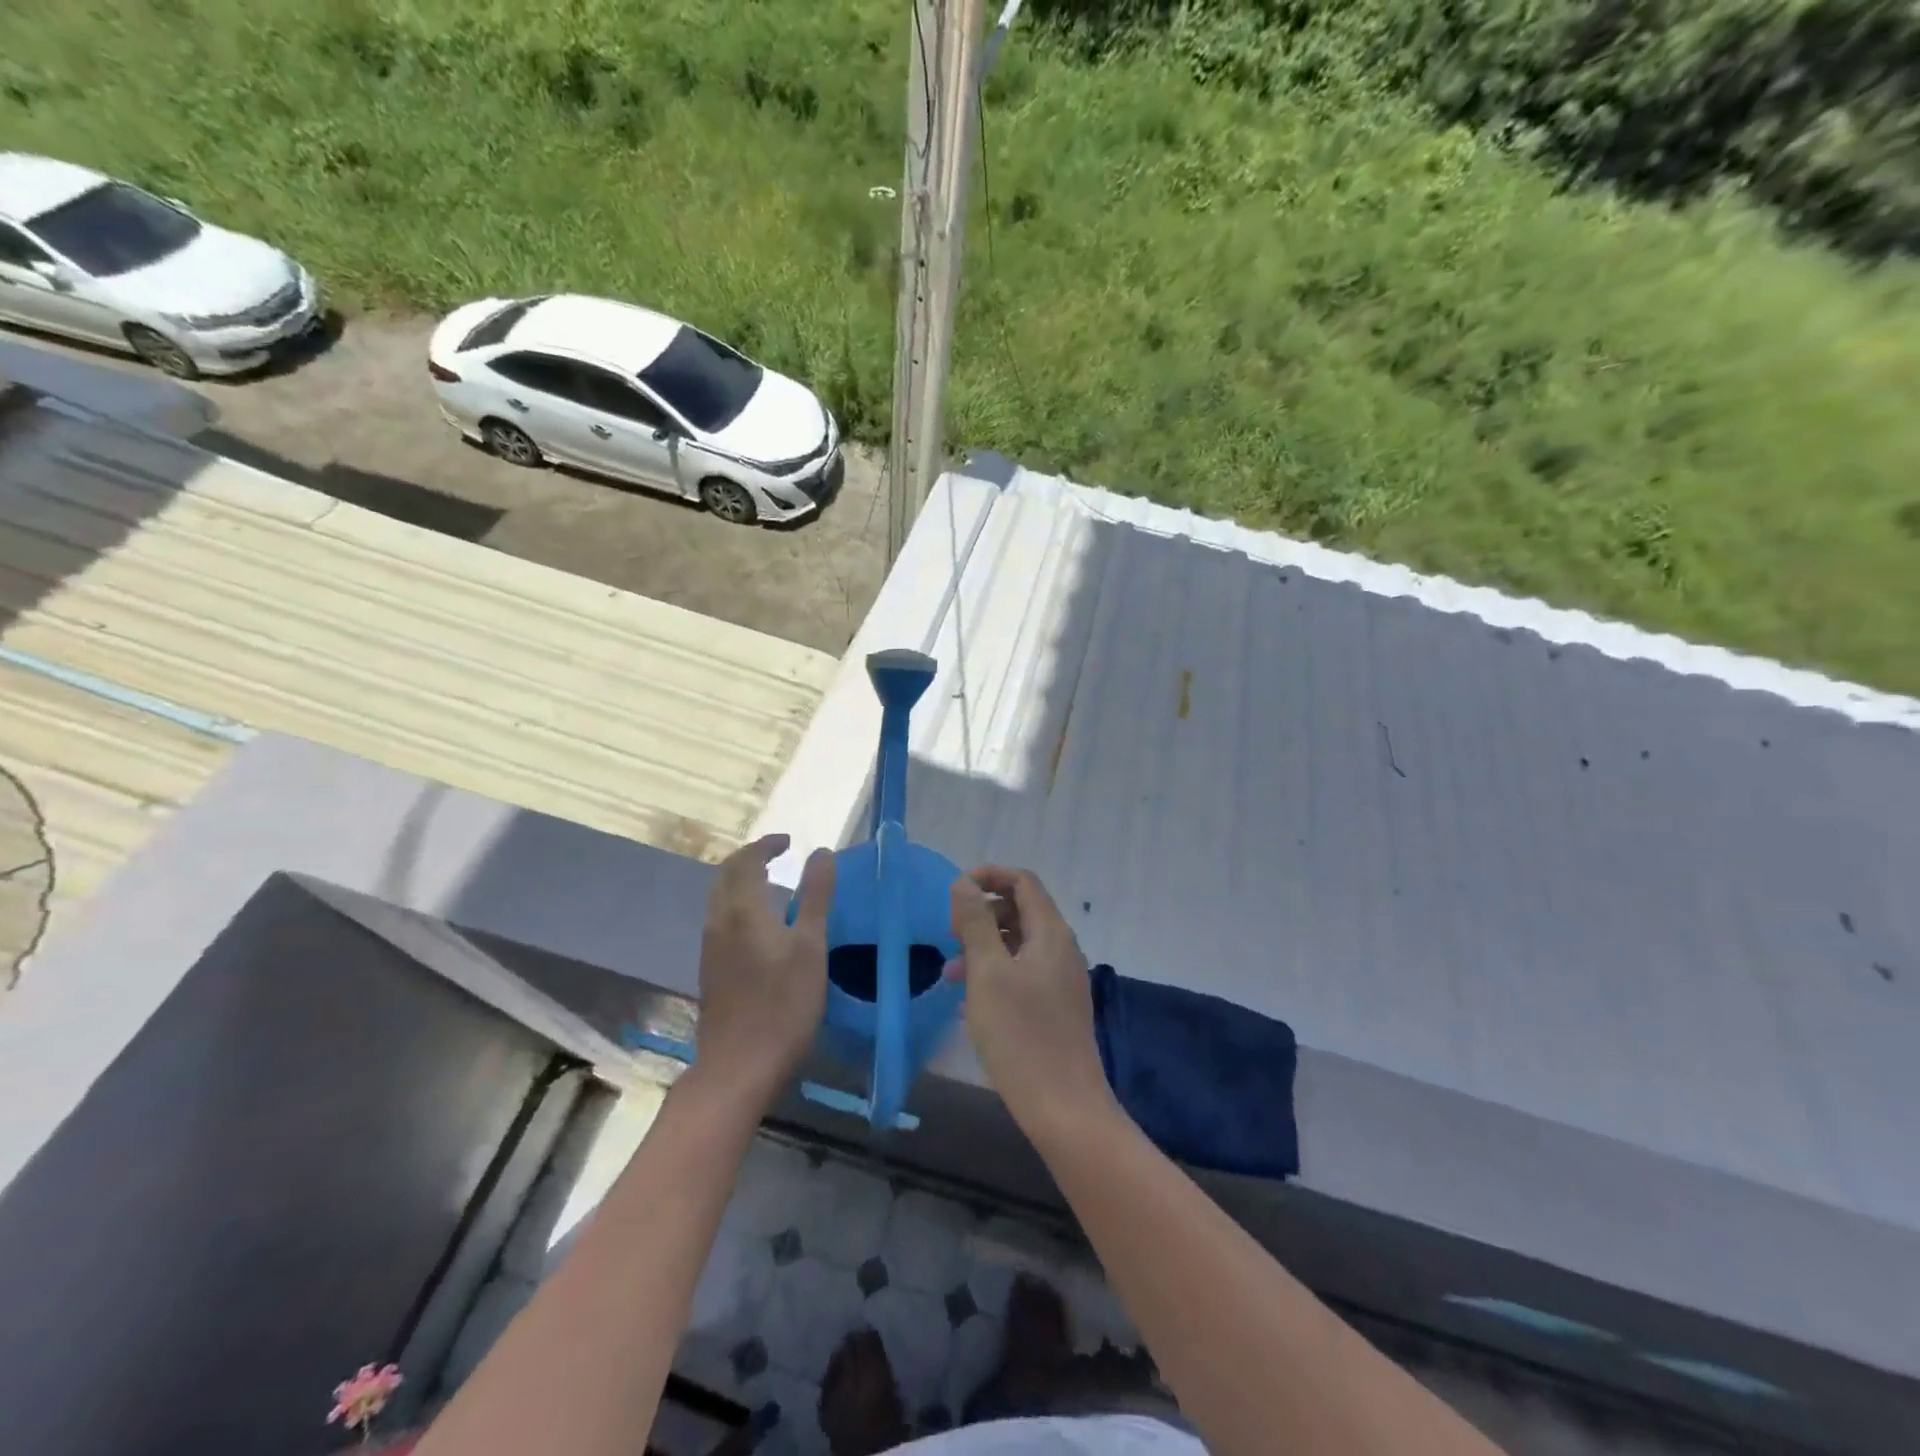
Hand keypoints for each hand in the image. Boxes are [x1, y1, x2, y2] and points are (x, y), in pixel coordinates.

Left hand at [694, 834, 836, 1107]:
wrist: (738, 1067)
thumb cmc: (783, 1005)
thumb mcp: (810, 946)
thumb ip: (816, 896)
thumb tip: (821, 852)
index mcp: (742, 911)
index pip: (745, 861)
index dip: (765, 845)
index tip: (789, 842)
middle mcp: (719, 923)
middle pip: (725, 877)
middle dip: (749, 859)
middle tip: (778, 856)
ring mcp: (710, 949)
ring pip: (720, 900)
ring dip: (742, 882)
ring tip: (772, 885)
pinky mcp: (711, 972)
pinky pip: (721, 921)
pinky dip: (738, 906)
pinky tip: (760, 926)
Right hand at [948, 866, 1116, 1133]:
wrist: (1063, 1107)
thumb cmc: (1021, 1035)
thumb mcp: (988, 973)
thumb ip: (975, 923)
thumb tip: (964, 883)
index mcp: (1051, 933)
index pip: (1023, 882)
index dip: (989, 876)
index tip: (954, 891)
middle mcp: (1062, 949)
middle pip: (1021, 910)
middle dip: (982, 915)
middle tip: (949, 936)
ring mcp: (1061, 980)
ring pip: (1019, 945)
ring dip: (984, 948)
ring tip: (950, 974)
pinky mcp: (1056, 1008)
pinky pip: (1023, 974)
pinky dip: (996, 974)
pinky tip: (971, 1001)